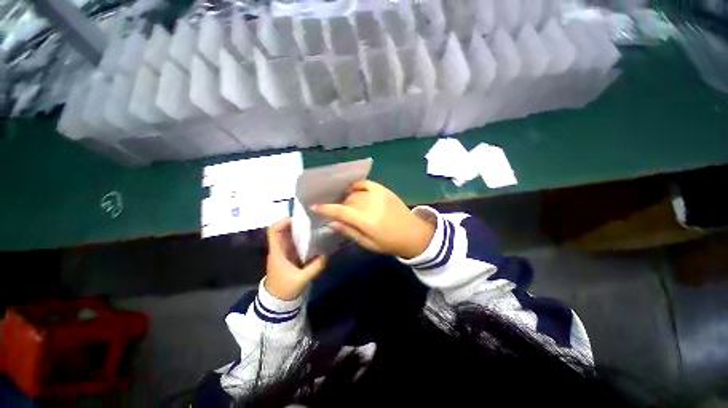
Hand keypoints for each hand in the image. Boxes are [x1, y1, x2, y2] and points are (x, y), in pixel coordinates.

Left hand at [265, 218, 326, 300]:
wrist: (277, 302)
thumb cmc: (285, 289)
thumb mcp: (301, 279)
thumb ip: (314, 268)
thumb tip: (326, 255)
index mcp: (277, 252)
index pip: (273, 232)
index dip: (282, 222)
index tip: (297, 218)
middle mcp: (279, 249)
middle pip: (283, 230)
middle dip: (295, 223)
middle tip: (310, 220)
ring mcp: (284, 253)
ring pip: (289, 236)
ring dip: (299, 230)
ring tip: (313, 226)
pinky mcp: (289, 257)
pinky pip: (294, 243)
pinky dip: (302, 238)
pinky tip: (313, 238)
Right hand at [312, 181, 434, 258]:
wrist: (413, 234)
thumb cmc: (390, 243)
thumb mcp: (368, 243)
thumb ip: (349, 231)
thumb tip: (332, 223)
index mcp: (367, 221)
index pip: (341, 211)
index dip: (326, 208)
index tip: (314, 206)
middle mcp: (371, 205)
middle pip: (347, 201)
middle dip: (340, 206)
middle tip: (339, 213)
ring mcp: (379, 195)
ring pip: (355, 193)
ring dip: (348, 198)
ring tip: (349, 205)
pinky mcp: (384, 190)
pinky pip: (366, 183)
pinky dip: (357, 186)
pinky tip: (355, 191)